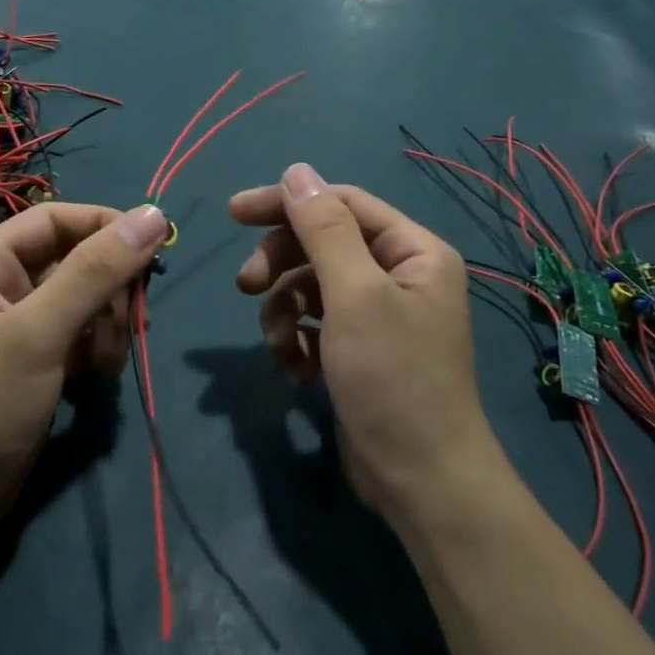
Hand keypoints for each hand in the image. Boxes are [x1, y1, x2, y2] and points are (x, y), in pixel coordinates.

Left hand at [0, 202, 170, 554]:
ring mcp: (17, 329)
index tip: (153, 250)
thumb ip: (96, 271)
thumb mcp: (39, 331)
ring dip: (108, 323)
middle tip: (137, 320)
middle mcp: (0, 287)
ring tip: (111, 360)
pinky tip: (101, 376)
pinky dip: (97, 349)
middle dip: (111, 288)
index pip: (57, 220)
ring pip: (83, 301)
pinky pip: (78, 337)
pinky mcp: (33, 365)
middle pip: (75, 261)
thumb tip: (153, 215)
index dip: (106, 227)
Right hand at [231, 164, 495, 523]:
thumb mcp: (355, 296)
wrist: (420, 482)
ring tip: (279, 346)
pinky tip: (295, 371)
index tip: (234, 212)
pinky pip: (315, 323)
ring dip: (284, 311)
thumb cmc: (393, 379)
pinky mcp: (359, 349)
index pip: (341, 204)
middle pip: (322, 244)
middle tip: (245, 287)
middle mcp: (399, 274)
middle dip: (281, 264)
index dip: (287, 203)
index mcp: (413, 250)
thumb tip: (296, 171)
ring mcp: (378, 314)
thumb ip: (324, 230)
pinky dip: (297, 341)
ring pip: (311, 286)